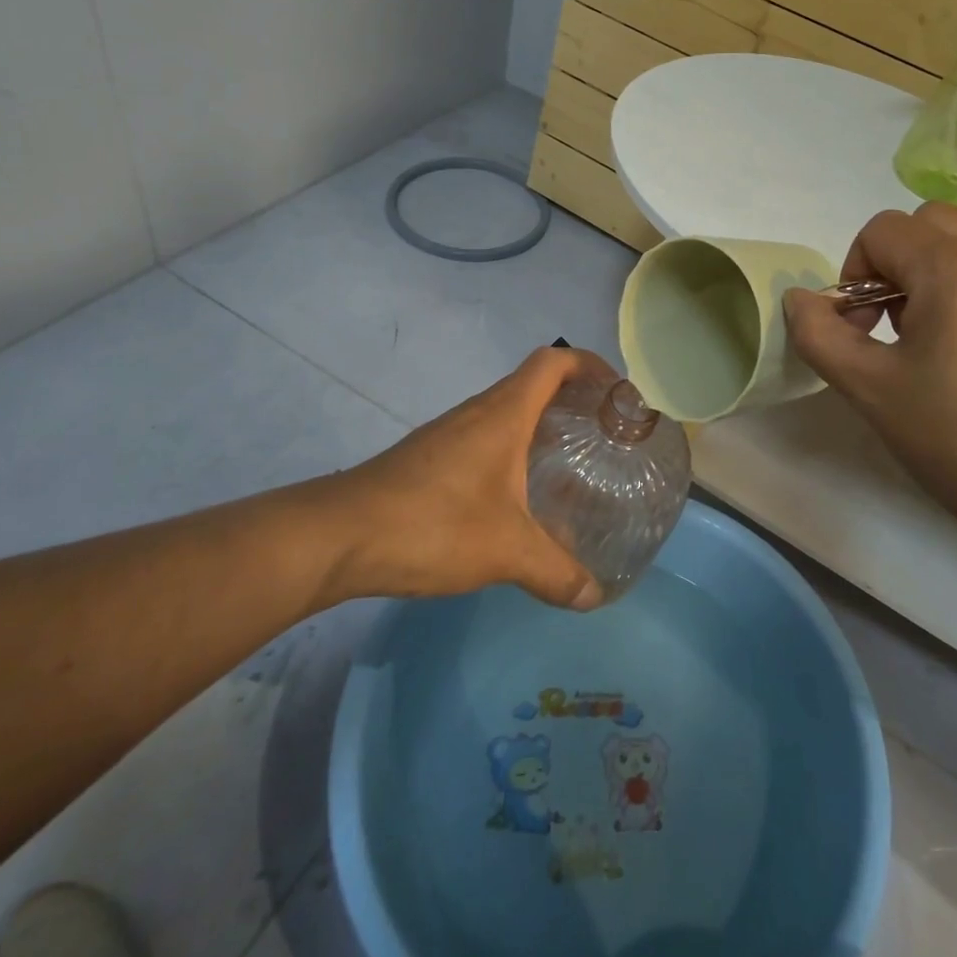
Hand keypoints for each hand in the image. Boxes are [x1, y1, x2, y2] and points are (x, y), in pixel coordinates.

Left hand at [319, 347, 615, 609]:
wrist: (338, 536)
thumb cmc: (433, 524)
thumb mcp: (506, 551)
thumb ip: (556, 572)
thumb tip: (593, 596)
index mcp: (504, 413)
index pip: (554, 361)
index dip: (590, 365)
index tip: (618, 391)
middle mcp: (478, 411)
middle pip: (533, 383)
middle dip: (573, 399)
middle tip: (604, 434)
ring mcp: (449, 433)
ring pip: (507, 412)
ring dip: (540, 426)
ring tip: (570, 464)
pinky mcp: (429, 457)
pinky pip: (484, 437)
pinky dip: (512, 450)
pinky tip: (518, 495)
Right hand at [783, 204, 956, 546]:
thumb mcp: (870, 390)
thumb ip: (819, 334)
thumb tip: (800, 300)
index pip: (883, 230)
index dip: (856, 273)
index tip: (864, 330)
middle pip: (934, 224)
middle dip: (901, 264)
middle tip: (902, 331)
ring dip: (948, 281)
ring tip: (953, 352)